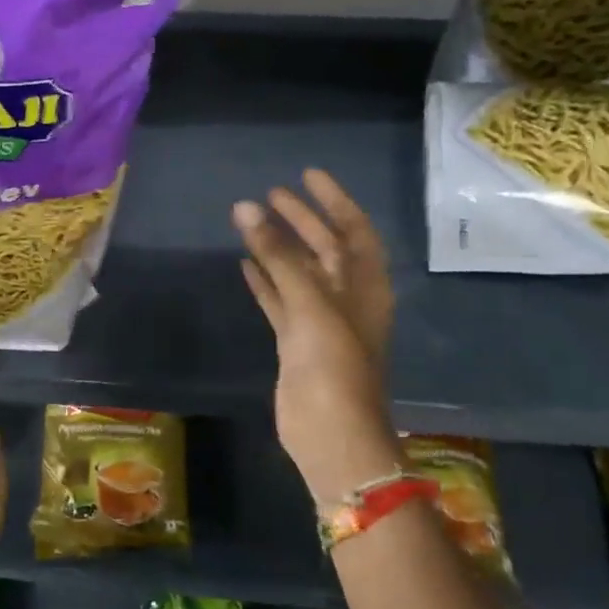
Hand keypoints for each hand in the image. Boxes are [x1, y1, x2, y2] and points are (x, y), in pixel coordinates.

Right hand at [233, 170, 401, 501]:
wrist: (331, 433)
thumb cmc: (333, 363)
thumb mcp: (310, 302)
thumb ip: (278, 254)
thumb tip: (245, 206)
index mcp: (364, 285)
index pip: (353, 230)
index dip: (334, 200)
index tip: (307, 175)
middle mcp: (346, 298)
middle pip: (324, 248)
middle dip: (301, 219)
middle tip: (270, 194)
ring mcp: (320, 321)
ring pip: (298, 273)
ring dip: (278, 247)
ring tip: (251, 221)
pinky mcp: (296, 342)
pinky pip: (279, 300)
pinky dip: (264, 281)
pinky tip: (243, 264)